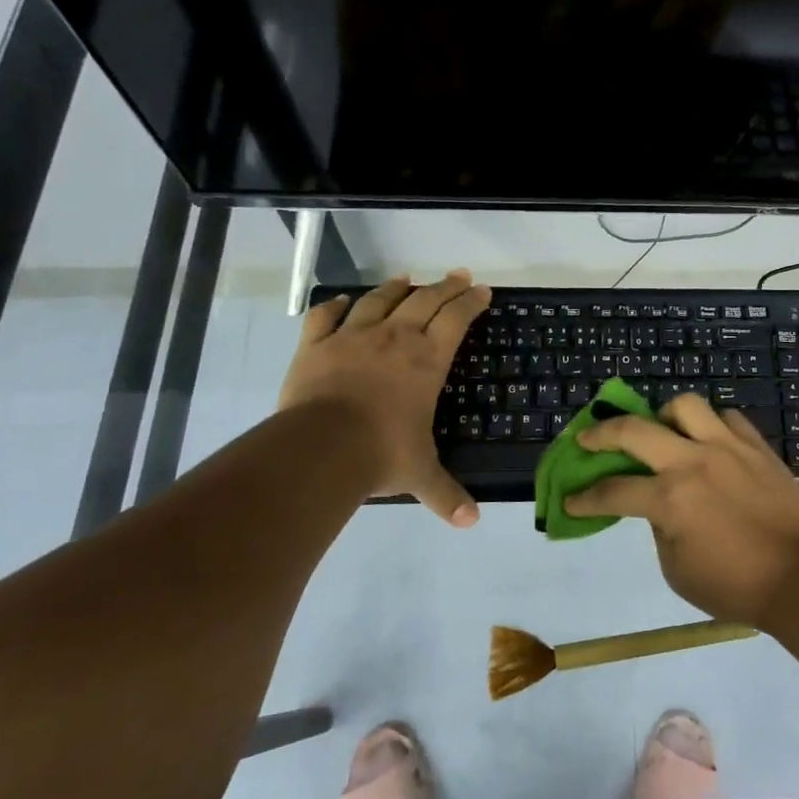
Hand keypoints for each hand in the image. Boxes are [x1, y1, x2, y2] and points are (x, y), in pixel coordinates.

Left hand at [279, 271, 490, 525]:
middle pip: (425, 300)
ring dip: (396, 288)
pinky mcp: (316, 345)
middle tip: (458, 276)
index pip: (456, 319)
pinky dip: (335, 305)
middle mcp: (395, 338)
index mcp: (426, 360)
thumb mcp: (420, 475)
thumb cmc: (381, 453)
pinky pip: (326, 316)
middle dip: (445, 287)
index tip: (482, 291)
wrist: (320, 448)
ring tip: (407, 279)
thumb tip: (471, 523)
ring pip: (379, 300)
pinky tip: (342, 301)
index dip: (471, 303)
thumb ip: (447, 495)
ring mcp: (352, 337)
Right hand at [565, 394, 798, 624]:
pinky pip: (727, 418)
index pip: (612, 491)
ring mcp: (728, 447)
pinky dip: (710, 425)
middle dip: (601, 434)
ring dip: (663, 416)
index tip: (570, 499)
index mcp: (670, 499)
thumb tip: (657, 505)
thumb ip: (659, 529)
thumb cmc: (735, 586)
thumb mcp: (677, 570)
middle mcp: (694, 461)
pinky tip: (707, 442)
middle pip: (635, 430)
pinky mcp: (756, 446)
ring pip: (685, 405)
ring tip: (661, 432)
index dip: (585, 497)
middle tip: (588, 441)